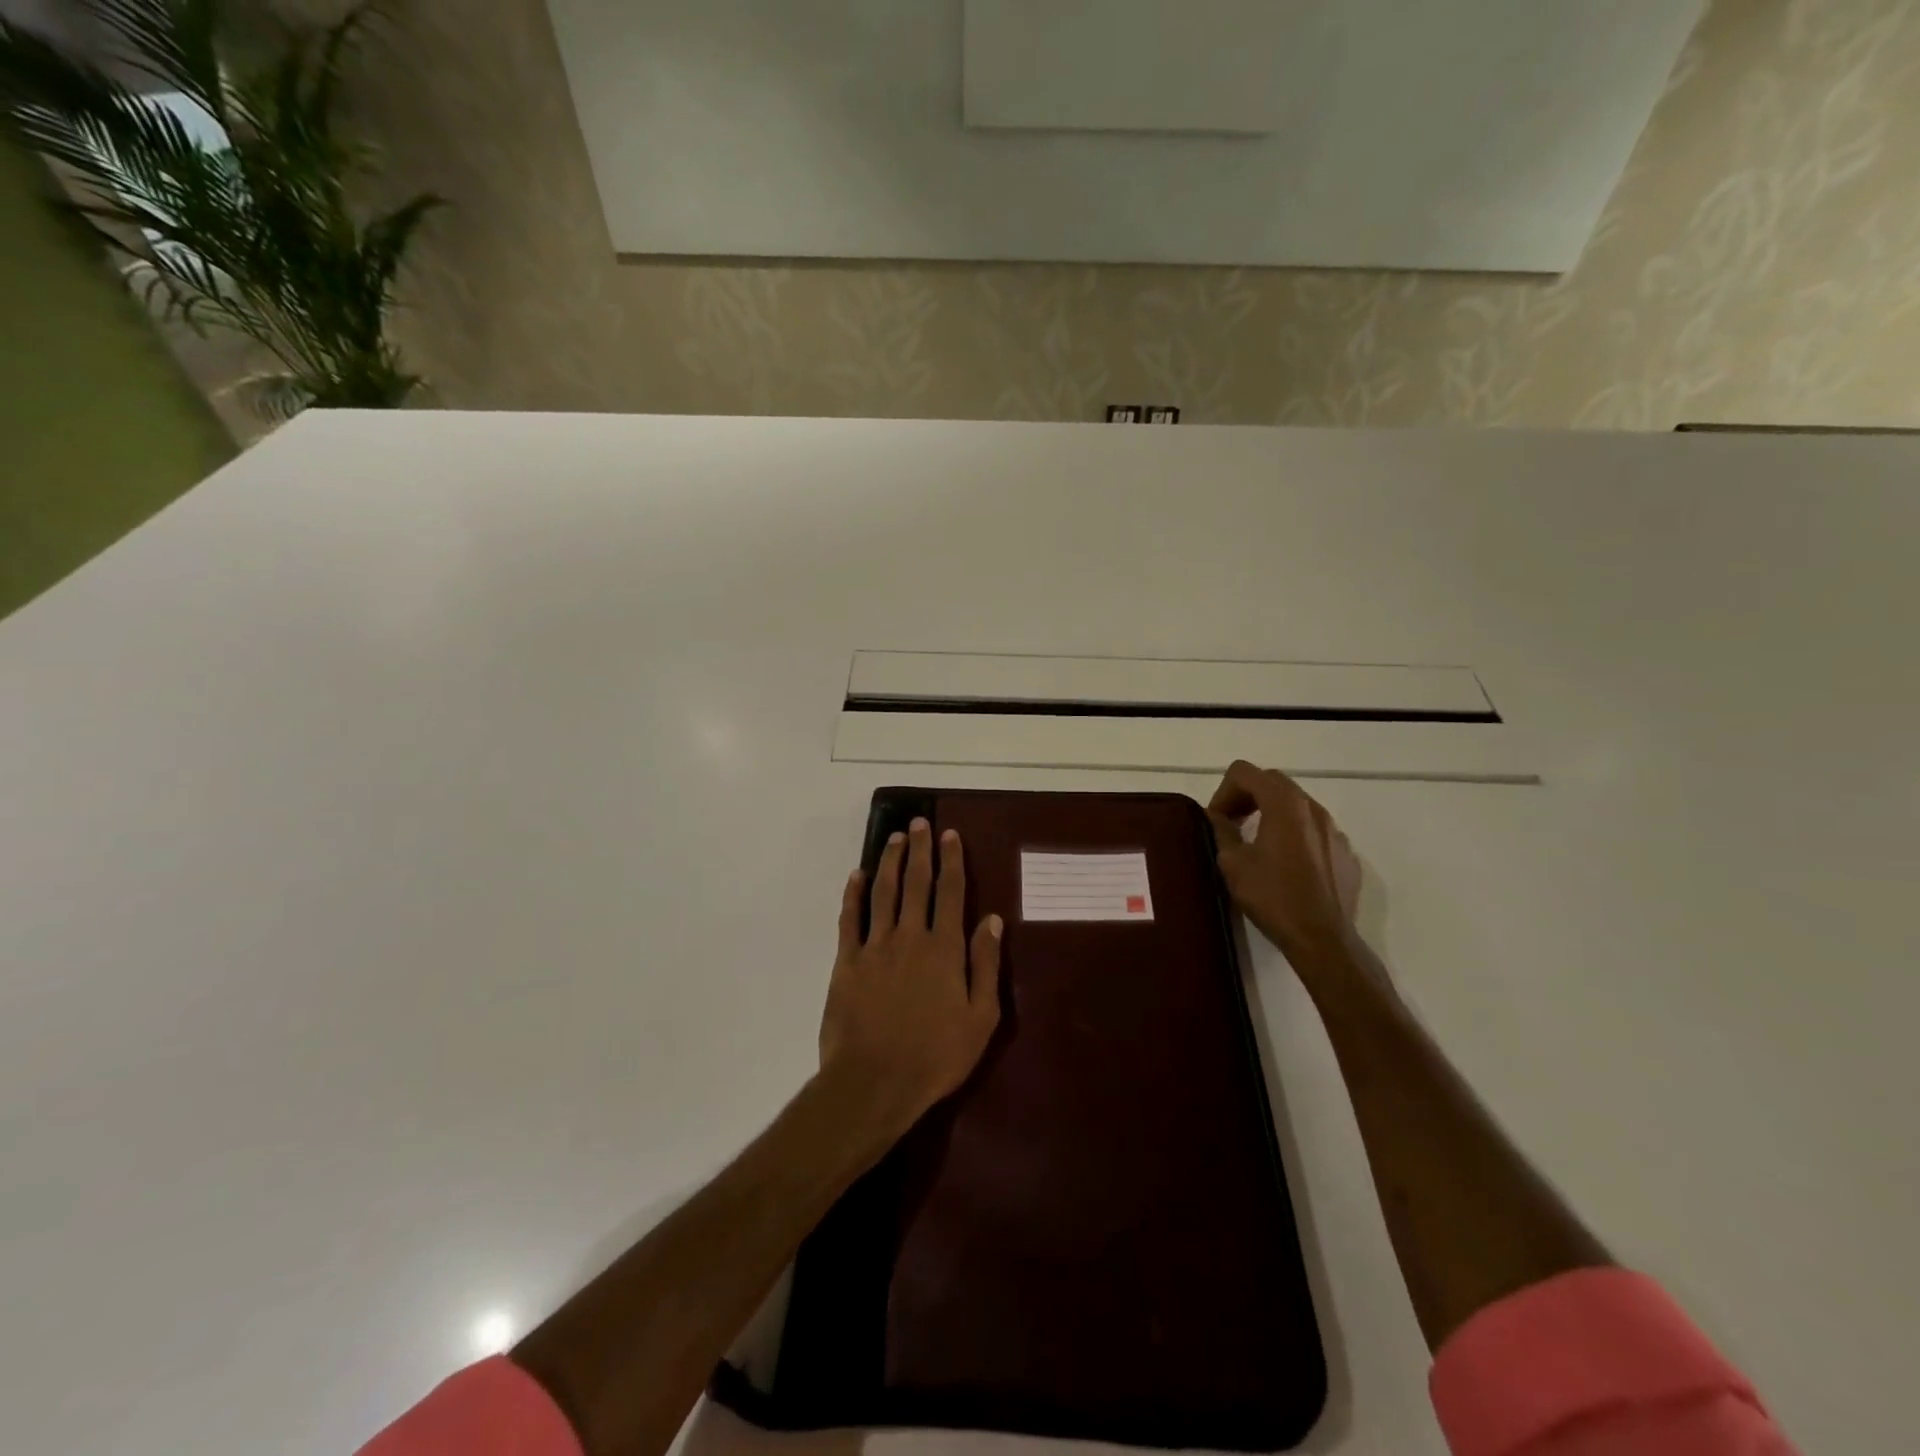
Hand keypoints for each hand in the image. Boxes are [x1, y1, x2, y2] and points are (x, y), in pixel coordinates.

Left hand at [818, 818, 1004, 1132]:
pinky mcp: (847, 962)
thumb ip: (985, 965)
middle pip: (916, 883)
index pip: (951, 893)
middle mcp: (910, 937)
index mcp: (944, 949)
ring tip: (894, 838)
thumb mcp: (979, 1018)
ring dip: (889, 862)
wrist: (874, 1082)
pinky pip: (850, 919)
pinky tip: (856, 876)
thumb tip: (992, 919)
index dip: (952, 862)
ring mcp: (875, 947)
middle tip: (920, 823)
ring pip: (883, 893)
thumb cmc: (935, 1056)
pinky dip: (853, 894)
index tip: (950, 835)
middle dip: (919, 850)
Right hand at [1207, 760, 1362, 966]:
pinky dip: (1294, 834)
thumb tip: (1218, 817)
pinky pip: (1314, 830)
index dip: (1223, 791)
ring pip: (1296, 805)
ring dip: (1270, 813)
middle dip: (1246, 796)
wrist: (1323, 939)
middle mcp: (1313, 808)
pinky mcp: (1345, 852)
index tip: (1217, 820)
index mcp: (1284, 805)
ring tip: (1256, 843)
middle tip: (1230, 824)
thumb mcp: (1233, 863)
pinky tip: (1285, 865)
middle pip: (1273, 782)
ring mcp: (1334, 830)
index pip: (1246, 772)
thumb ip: (1222, 830)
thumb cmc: (1273, 897)